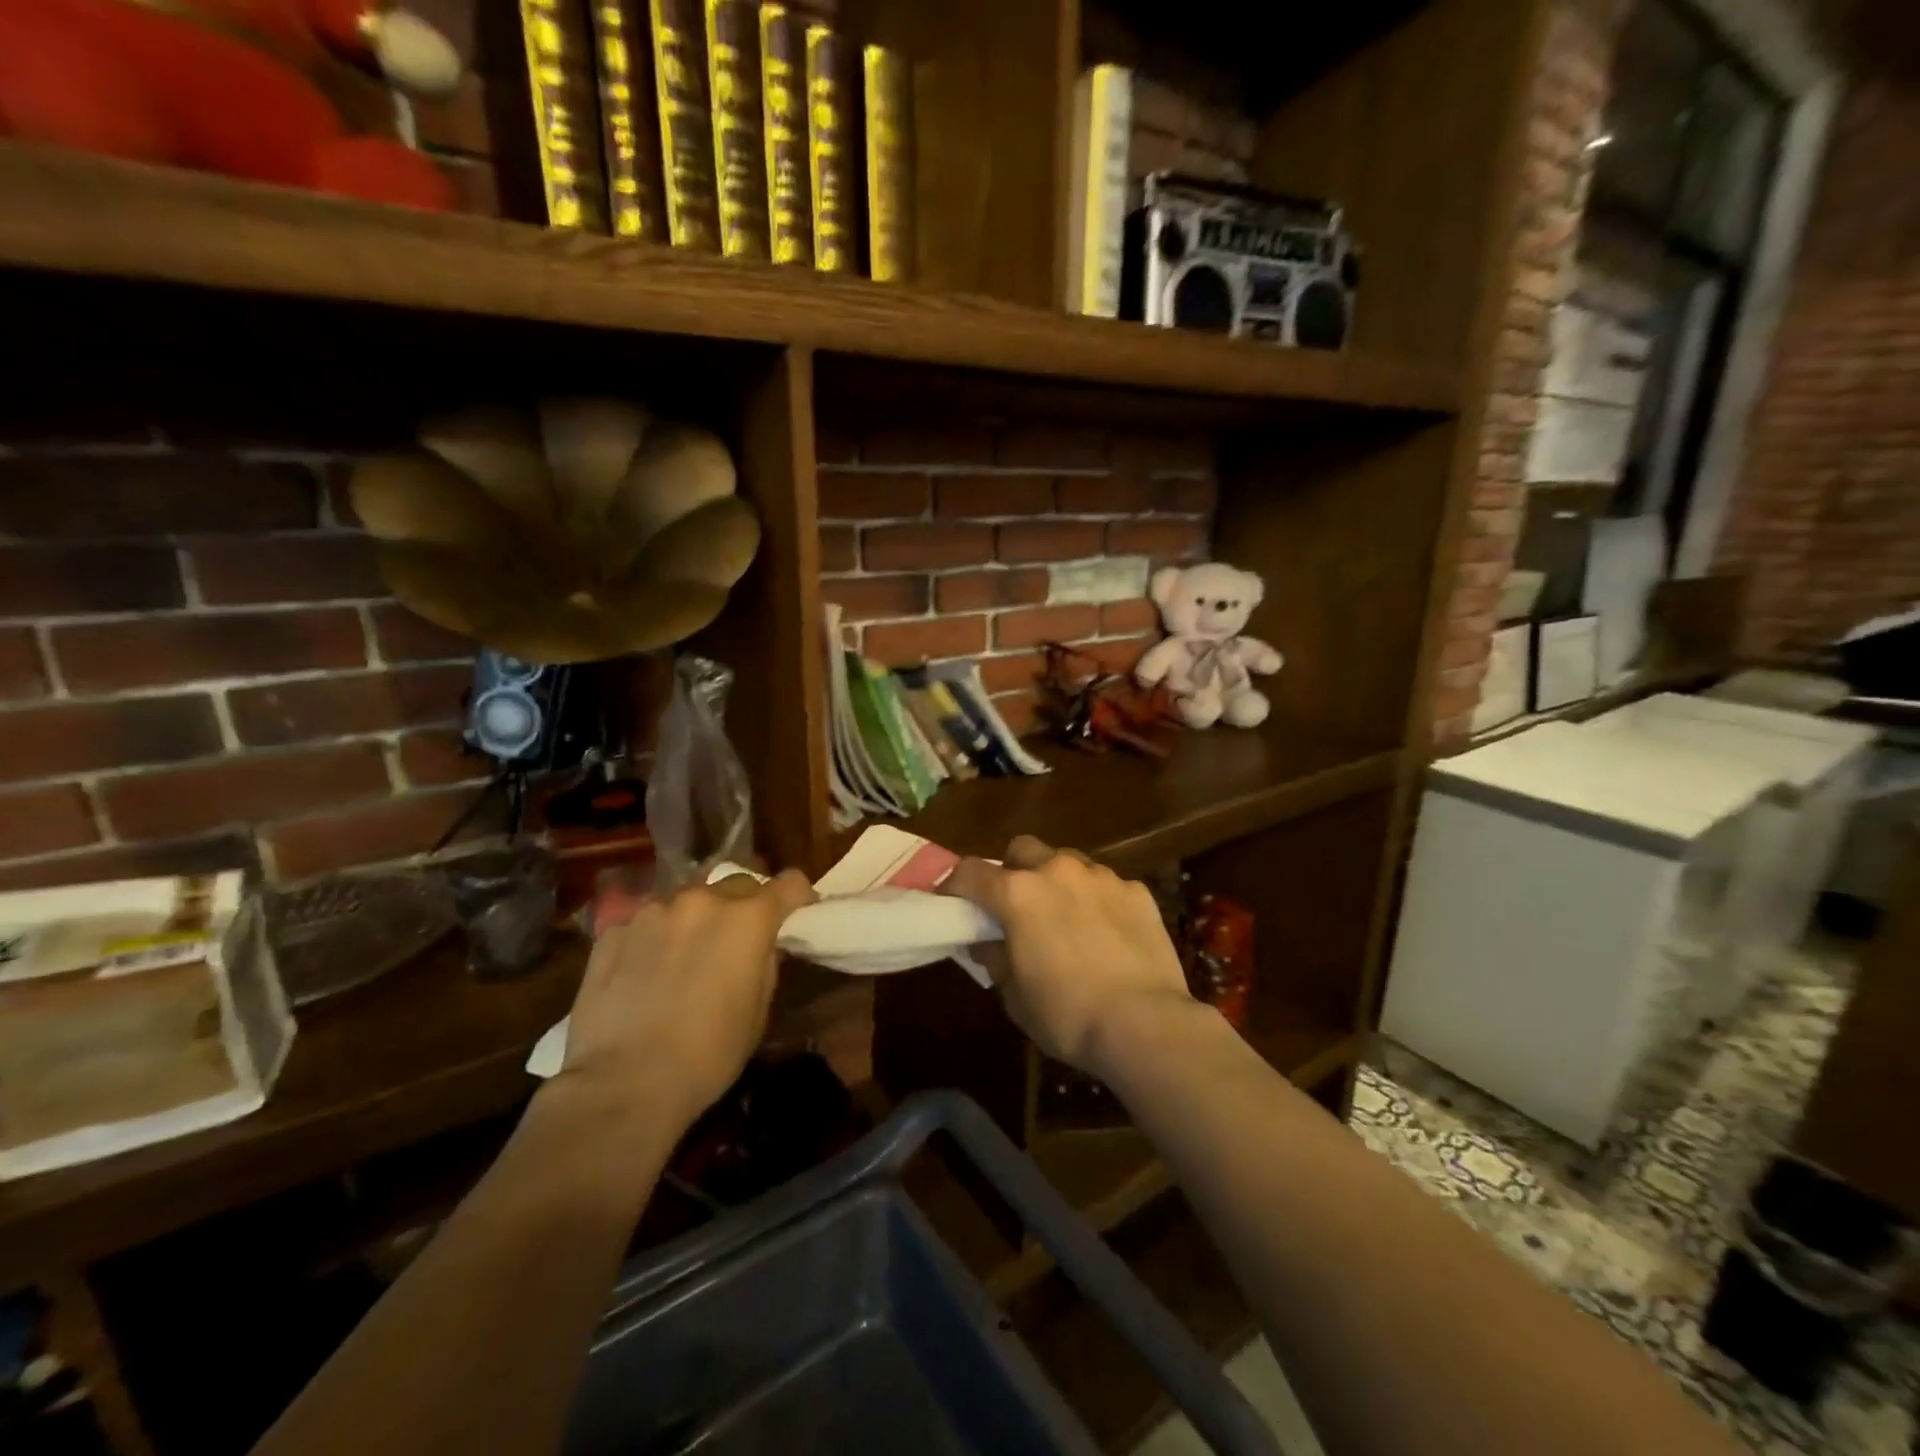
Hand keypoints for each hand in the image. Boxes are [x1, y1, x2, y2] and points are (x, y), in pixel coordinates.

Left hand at [557, 870, 815, 1130]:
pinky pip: (647, 922)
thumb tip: (762, 945)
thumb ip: (766, 963)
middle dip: (746, 906)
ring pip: (688, 901)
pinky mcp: (614, 931)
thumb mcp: (758, 1012)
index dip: (797, 898)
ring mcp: (653, 911)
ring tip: (685, 957)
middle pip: (737, 884)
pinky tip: (645, 974)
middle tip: (739, 941)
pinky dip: (656, 938)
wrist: (622, 1084)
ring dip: (697, 920)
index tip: (797, 915)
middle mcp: (702, 900)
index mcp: (748, 918)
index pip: (789, 883)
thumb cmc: (708, 1054)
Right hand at [944, 837, 1192, 1074]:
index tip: (952, 901)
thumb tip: (987, 942)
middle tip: (1016, 906)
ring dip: (1057, 882)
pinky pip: (1106, 885)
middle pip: (1022, 849)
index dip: (955, 884)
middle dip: (1013, 870)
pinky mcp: (1137, 891)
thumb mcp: (1015, 996)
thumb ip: (995, 958)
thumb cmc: (1067, 1015)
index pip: (970, 872)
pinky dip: (1097, 901)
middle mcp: (1057, 871)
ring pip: (1068, 863)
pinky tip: (1107, 934)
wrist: (1145, 1023)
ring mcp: (1101, 877)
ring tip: (1066, 919)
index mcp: (1018, 893)